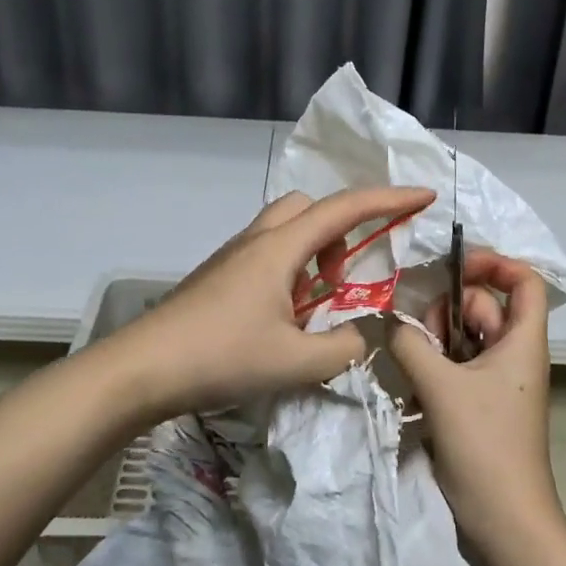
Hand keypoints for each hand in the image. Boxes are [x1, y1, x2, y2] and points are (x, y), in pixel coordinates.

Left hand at [104, 185, 434, 417]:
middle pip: (308, 207)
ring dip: (312, 254)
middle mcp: (256, 241)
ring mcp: (232, 257)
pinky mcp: (217, 276)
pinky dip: (289, 272)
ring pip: (284, 231)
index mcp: (279, 249)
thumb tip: (359, 338)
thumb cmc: (220, 357)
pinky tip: (282, 319)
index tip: (424, 196)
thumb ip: (342, 348)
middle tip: (342, 279)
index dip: (389, 199)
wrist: (142, 369)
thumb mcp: (295, 362)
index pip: (344, 209)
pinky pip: (266, 255)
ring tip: (313, 306)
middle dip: (340, 231)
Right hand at [388, 250, 560, 550]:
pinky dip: (433, 367)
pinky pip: (454, 366)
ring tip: (414, 368)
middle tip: (420, 338)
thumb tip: (392, 323)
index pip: (524, 281)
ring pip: (462, 337)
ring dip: (434, 342)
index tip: (454, 266)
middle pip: (482, 306)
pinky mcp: (479, 404)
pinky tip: (414, 388)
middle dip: (446, 310)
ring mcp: (496, 380)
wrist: (504, 520)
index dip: (495, 263)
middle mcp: (513, 354)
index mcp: (522, 341)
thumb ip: (411, 344)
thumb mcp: (441, 387)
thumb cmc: (484, 446)